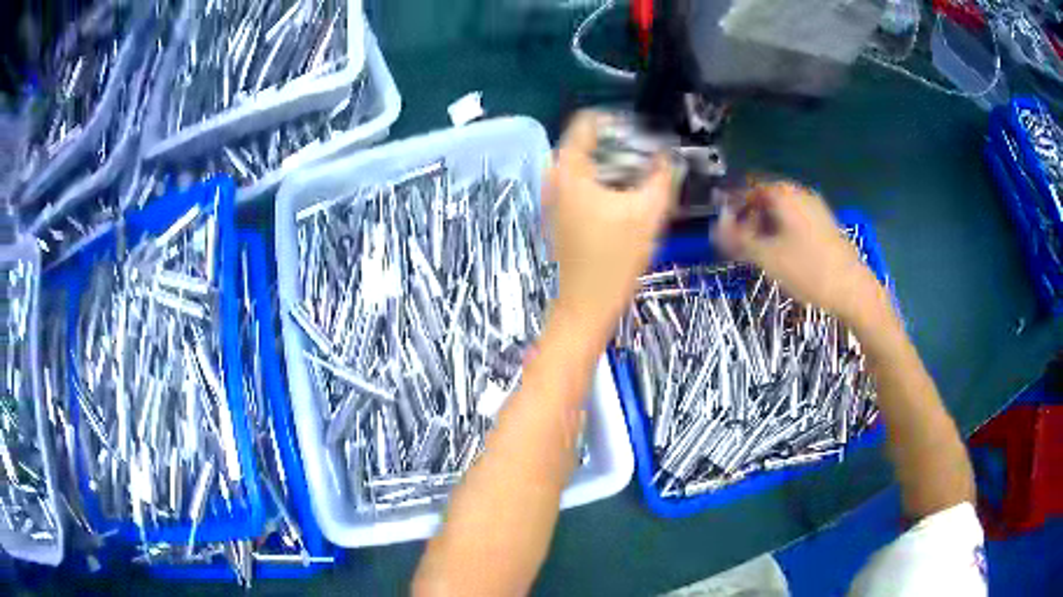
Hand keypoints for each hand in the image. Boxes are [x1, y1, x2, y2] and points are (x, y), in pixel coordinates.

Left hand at [545, 111, 675, 344]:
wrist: (587, 304)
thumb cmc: (615, 259)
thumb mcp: (648, 213)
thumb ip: (662, 176)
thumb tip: (668, 156)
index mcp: (569, 169)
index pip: (588, 122)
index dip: (619, 121)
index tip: (645, 134)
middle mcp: (554, 176)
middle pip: (588, 142)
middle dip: (621, 145)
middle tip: (650, 157)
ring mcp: (554, 196)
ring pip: (587, 164)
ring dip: (615, 164)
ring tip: (645, 176)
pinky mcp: (560, 213)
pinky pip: (583, 182)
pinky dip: (605, 181)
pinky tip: (628, 197)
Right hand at [712, 180, 886, 325]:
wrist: (853, 289)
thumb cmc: (808, 270)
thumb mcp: (766, 257)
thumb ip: (737, 239)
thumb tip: (715, 228)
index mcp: (783, 194)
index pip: (747, 187)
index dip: (730, 204)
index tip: (721, 226)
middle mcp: (799, 193)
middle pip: (764, 197)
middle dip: (747, 216)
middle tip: (737, 242)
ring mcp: (815, 207)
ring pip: (780, 210)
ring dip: (764, 225)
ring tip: (757, 251)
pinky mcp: (825, 224)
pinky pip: (794, 219)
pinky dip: (781, 230)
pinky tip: (781, 253)